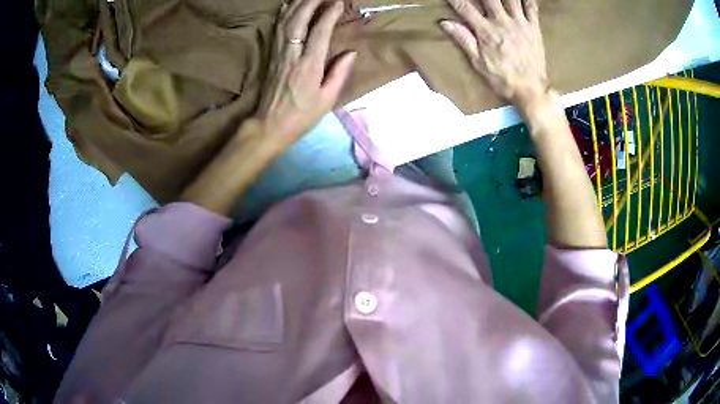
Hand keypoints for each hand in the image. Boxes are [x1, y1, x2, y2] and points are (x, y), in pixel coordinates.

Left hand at [256, 0, 355, 148]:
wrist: (269, 125)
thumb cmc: (301, 116)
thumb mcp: (326, 99)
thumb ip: (339, 73)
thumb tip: (351, 52)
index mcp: (308, 66)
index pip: (319, 31)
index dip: (329, 14)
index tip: (338, 2)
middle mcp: (291, 55)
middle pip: (298, 20)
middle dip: (310, 2)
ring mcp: (278, 54)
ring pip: (285, 22)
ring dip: (297, 4)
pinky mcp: (270, 56)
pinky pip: (276, 30)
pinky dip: (282, 15)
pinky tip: (288, 6)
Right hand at [440, 0, 546, 105]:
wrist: (531, 90)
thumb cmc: (502, 78)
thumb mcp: (478, 63)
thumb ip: (464, 40)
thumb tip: (445, 23)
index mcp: (486, 31)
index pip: (465, 8)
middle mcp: (502, 22)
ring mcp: (520, 23)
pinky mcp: (534, 28)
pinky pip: (531, 7)